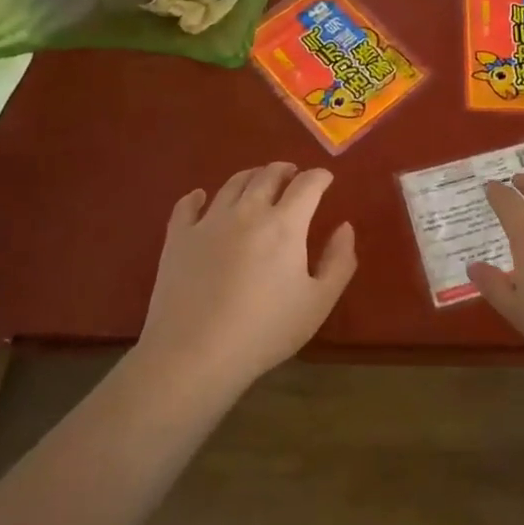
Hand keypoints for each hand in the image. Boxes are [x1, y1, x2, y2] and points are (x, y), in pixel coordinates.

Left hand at [137, 162, 356, 392]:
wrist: (195, 354)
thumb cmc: (265, 331)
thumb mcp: (318, 303)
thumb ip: (339, 261)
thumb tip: (345, 226)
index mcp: (285, 224)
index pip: (307, 184)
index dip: (319, 176)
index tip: (326, 179)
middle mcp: (247, 211)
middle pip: (268, 175)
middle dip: (285, 171)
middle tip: (292, 175)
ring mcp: (209, 221)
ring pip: (232, 184)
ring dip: (250, 177)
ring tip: (257, 181)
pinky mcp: (178, 237)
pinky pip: (187, 205)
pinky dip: (197, 196)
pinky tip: (200, 197)